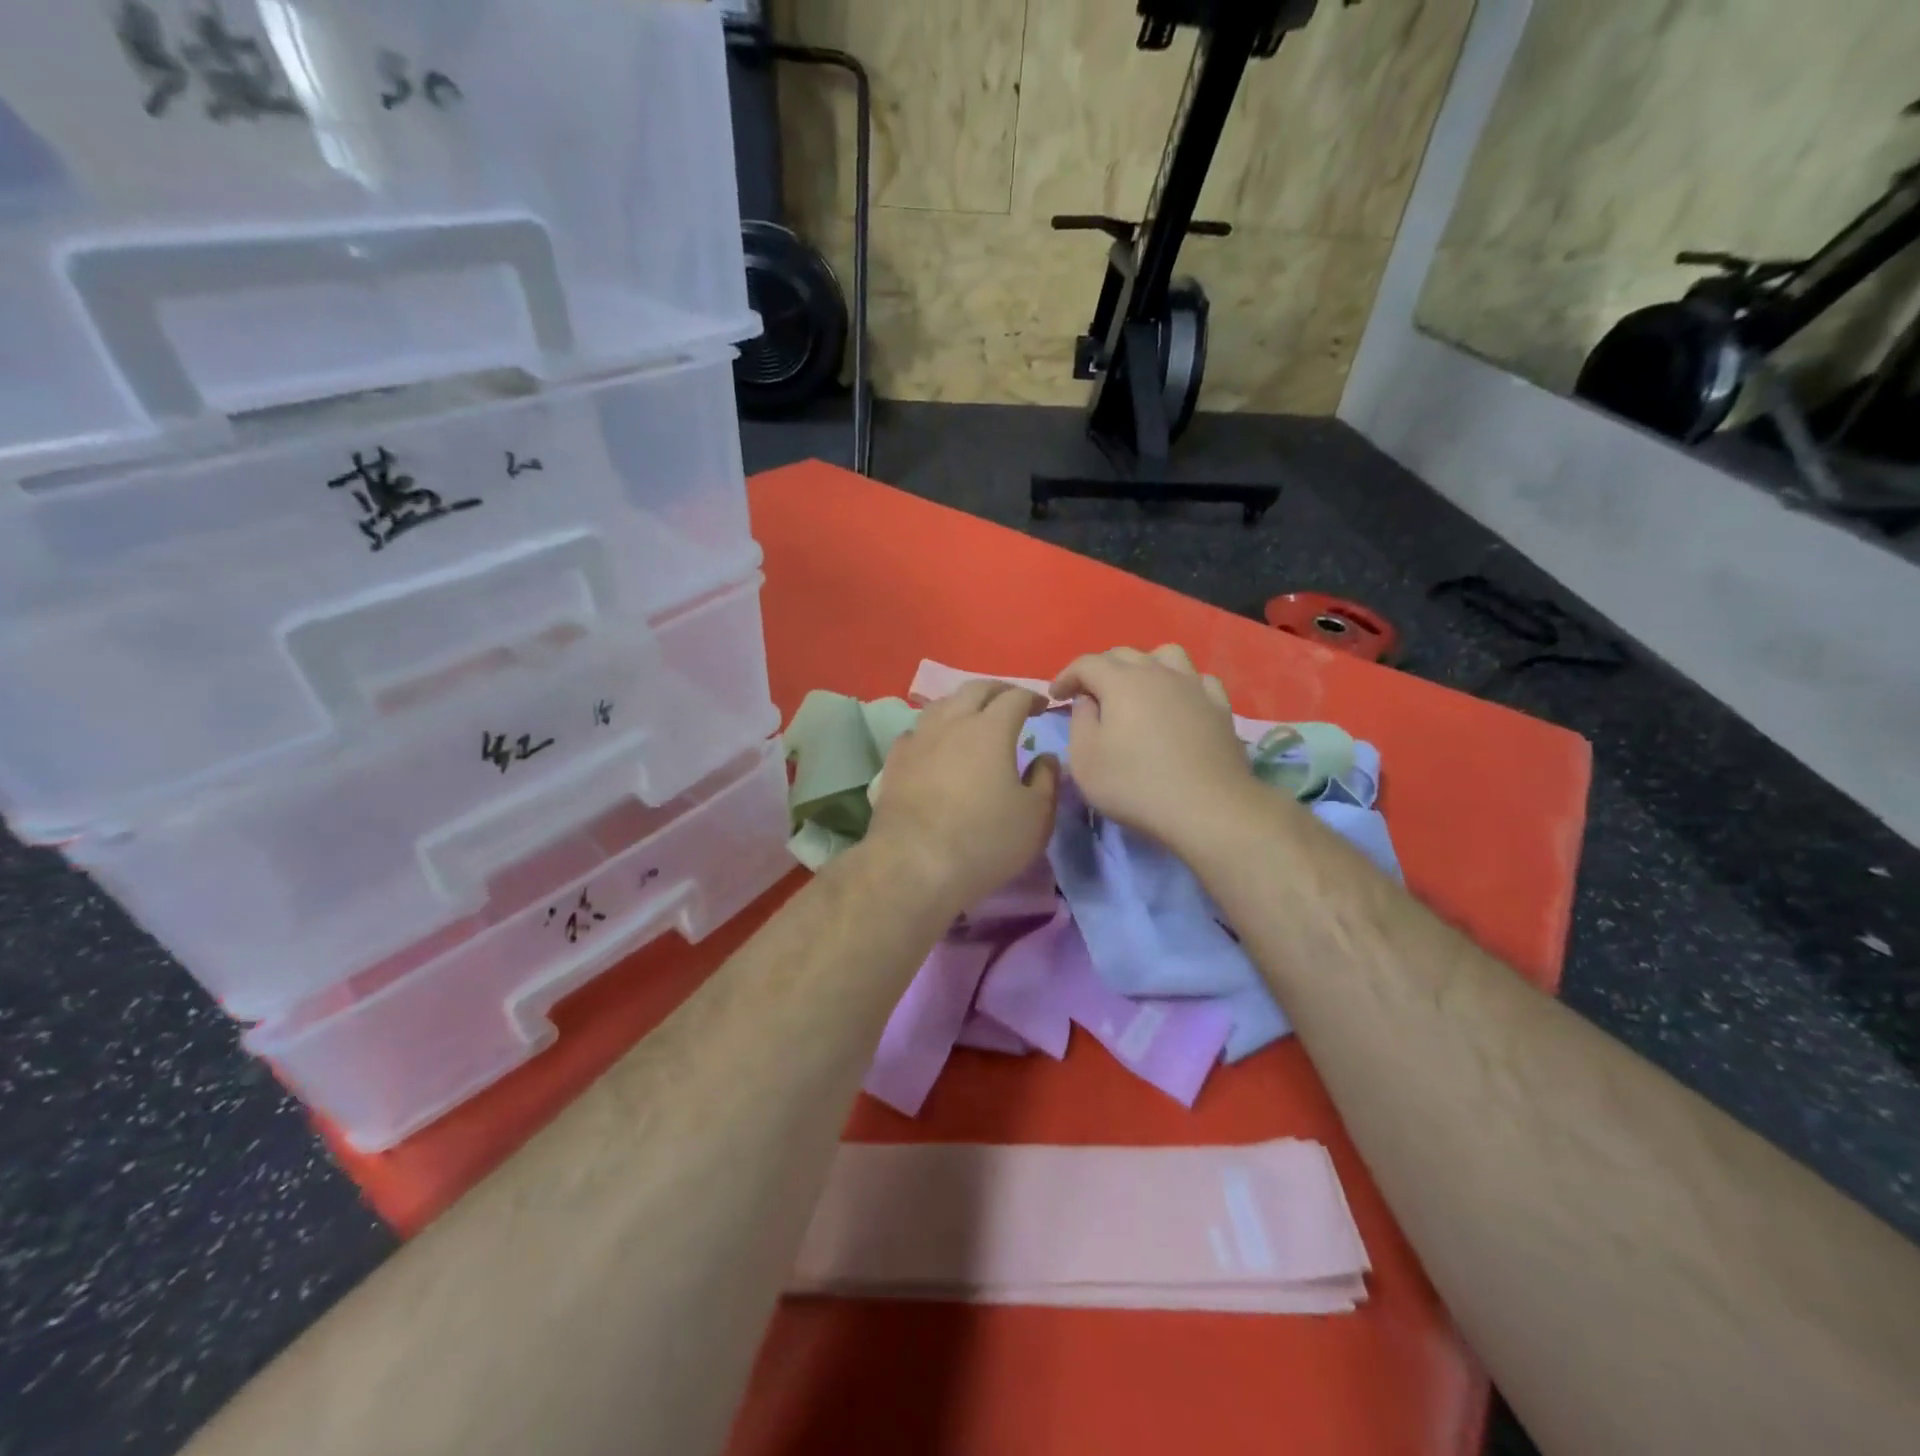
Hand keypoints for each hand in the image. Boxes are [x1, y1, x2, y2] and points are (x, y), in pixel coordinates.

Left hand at [864, 681, 1059, 917]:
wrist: (913, 865)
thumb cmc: (985, 840)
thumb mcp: (1035, 817)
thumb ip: (1046, 780)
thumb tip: (1045, 757)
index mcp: (991, 729)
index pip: (1014, 697)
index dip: (1032, 697)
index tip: (1042, 707)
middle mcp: (952, 723)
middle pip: (975, 689)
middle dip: (998, 690)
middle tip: (1012, 701)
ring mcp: (918, 740)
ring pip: (941, 705)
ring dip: (963, 704)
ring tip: (973, 717)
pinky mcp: (895, 762)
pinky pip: (916, 732)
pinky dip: (933, 730)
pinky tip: (935, 744)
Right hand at [1049, 645, 1252, 852]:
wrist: (1207, 808)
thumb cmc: (1135, 785)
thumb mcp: (1085, 759)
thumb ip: (1080, 721)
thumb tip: (1088, 700)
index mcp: (1121, 681)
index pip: (1086, 663)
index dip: (1066, 676)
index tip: (1055, 696)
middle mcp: (1158, 672)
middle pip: (1124, 655)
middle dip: (1100, 669)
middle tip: (1089, 696)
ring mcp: (1194, 686)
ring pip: (1166, 656)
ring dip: (1144, 666)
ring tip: (1137, 690)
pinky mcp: (1220, 707)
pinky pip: (1198, 680)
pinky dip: (1181, 684)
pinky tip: (1178, 703)